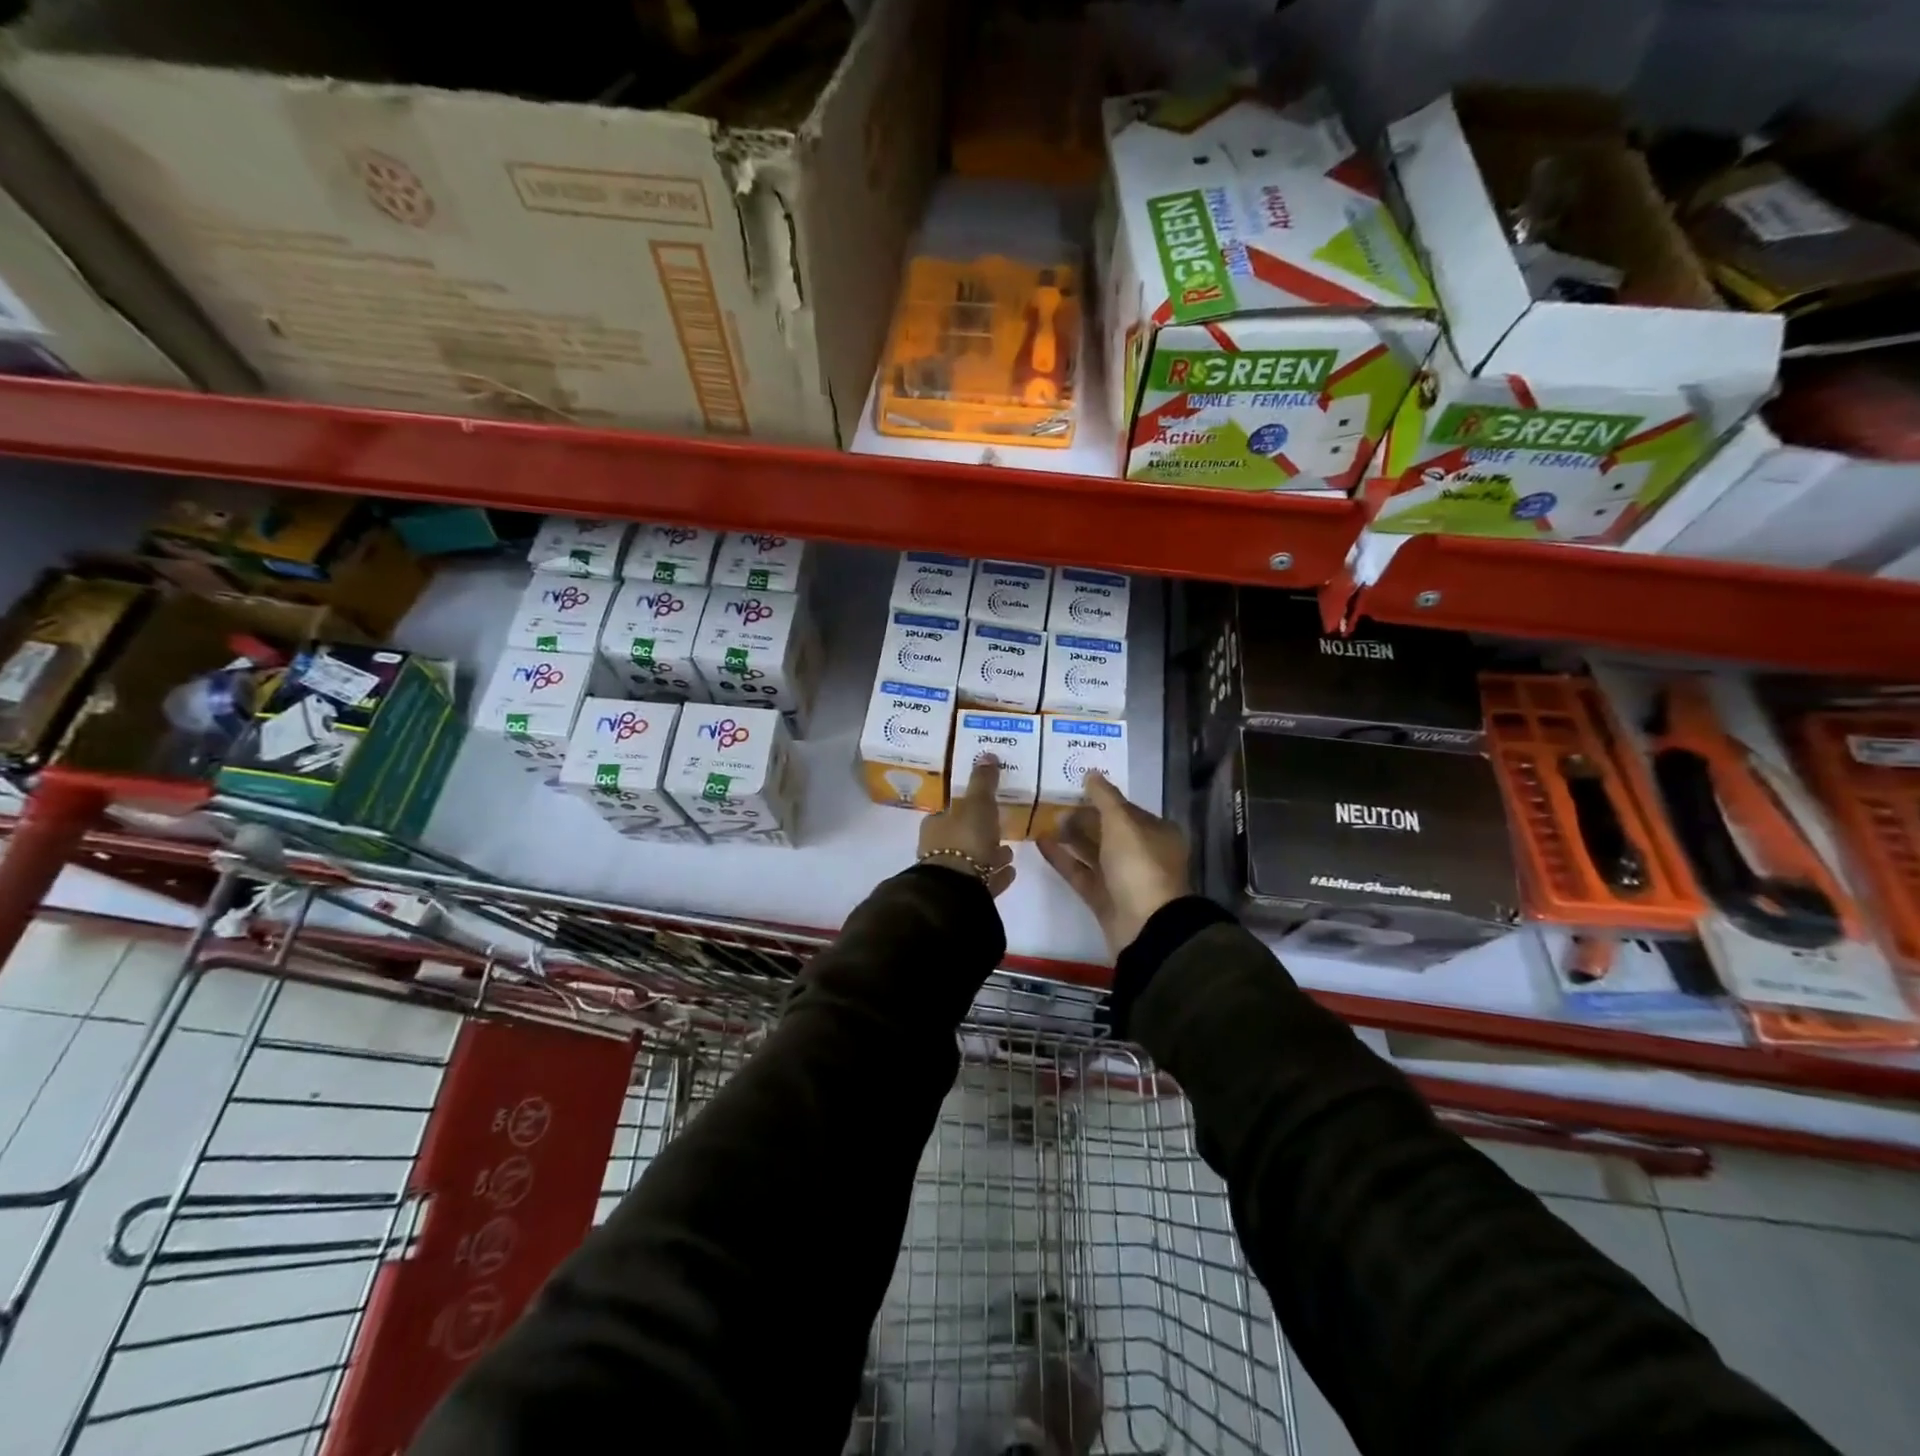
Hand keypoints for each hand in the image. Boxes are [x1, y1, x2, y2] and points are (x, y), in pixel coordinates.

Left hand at [918, 757, 1015, 896]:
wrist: (957, 890)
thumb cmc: (965, 839)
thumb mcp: (978, 803)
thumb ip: (983, 781)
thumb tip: (986, 754)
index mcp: (935, 824)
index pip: (949, 811)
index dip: (966, 807)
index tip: (984, 805)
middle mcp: (937, 849)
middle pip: (962, 836)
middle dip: (981, 832)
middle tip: (1001, 828)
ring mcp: (950, 874)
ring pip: (973, 860)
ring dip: (990, 854)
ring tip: (1010, 852)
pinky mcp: (963, 895)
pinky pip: (983, 881)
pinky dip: (995, 874)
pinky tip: (1011, 871)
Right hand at [1038, 770, 1189, 956]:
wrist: (1145, 926)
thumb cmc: (1139, 865)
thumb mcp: (1122, 823)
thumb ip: (1105, 797)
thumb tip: (1090, 773)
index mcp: (1157, 833)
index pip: (1126, 809)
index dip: (1102, 798)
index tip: (1075, 789)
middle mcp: (1142, 853)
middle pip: (1108, 830)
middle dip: (1083, 817)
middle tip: (1054, 805)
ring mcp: (1122, 878)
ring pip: (1093, 851)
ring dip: (1071, 836)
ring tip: (1044, 820)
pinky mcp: (1103, 898)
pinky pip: (1080, 872)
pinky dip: (1062, 858)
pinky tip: (1040, 842)